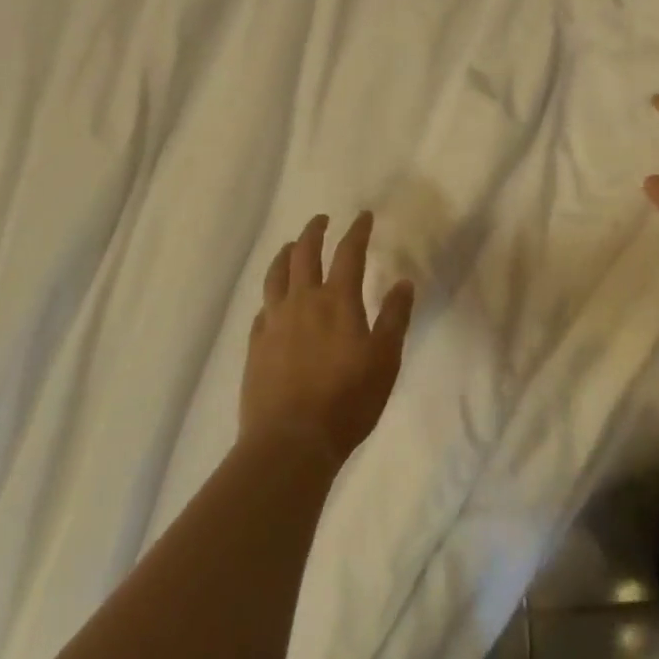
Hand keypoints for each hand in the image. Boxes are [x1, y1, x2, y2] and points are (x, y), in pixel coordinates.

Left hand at [241, 212, 414, 466]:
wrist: (290, 442)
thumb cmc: (348, 400)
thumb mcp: (385, 360)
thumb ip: (394, 318)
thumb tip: (403, 282)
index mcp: (337, 301)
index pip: (349, 253)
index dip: (357, 231)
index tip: (363, 216)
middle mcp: (302, 302)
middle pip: (305, 254)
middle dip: (314, 232)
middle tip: (321, 220)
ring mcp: (274, 323)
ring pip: (276, 275)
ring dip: (286, 255)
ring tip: (291, 247)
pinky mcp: (256, 346)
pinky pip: (262, 308)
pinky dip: (271, 294)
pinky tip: (273, 301)